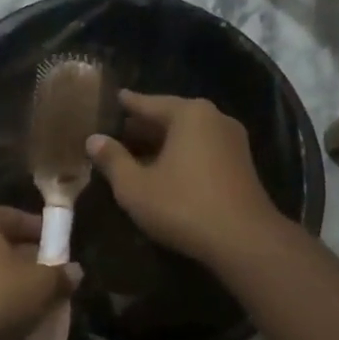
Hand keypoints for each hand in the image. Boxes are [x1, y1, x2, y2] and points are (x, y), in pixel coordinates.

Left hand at [0, 207, 79, 339]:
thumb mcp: (42, 284)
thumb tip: (74, 272)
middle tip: (56, 281)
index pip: (16, 217)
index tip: (64, 250)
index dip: (44, 232)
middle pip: (3, 248)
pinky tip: (20, 330)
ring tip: (43, 308)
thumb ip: (61, 275)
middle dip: (31, 266)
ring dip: (16, 292)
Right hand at [84, 91, 283, 264]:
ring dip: (163, 143)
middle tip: (117, 132)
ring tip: (136, 153)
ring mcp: (233, 140)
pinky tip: (165, 171)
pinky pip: (203, 150)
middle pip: (171, 117)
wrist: (244, 240)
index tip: (112, 99)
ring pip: (188, 135)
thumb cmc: (183, 206)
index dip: (126, 105)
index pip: (148, 103)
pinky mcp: (242, 164)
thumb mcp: (136, 187)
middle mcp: (215, 118)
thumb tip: (94, 139)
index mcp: (189, 114)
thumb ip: (113, 160)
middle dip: (144, 126)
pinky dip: (182, 155)